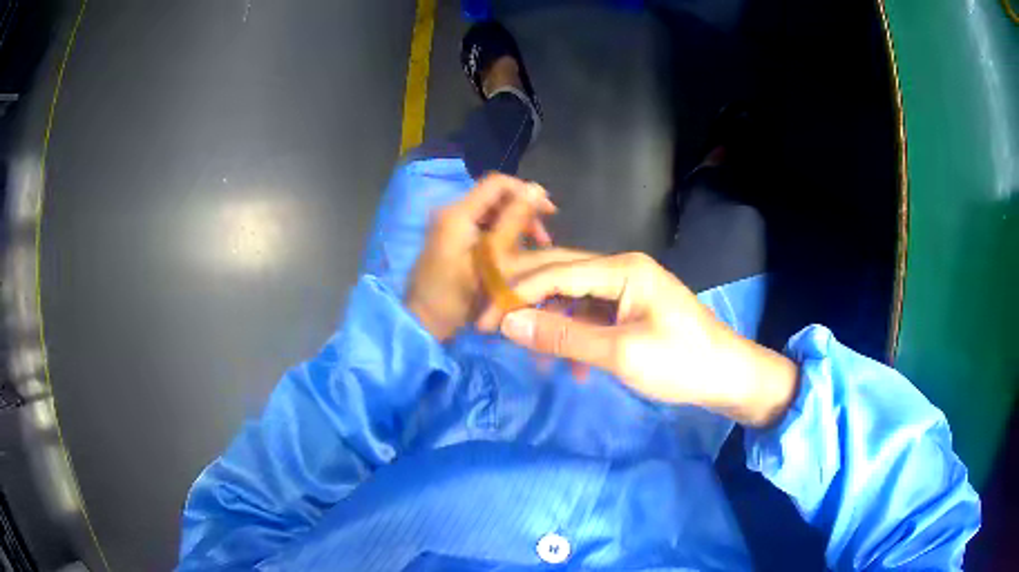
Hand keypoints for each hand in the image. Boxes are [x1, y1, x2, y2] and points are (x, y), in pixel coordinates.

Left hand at [405, 174, 588, 340]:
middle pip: (495, 197)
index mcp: (458, 213)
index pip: (497, 183)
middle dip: (522, 212)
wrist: (422, 321)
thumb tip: (537, 189)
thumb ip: (514, 222)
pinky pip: (481, 226)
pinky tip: (513, 253)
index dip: (526, 191)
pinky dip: (501, 234)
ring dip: (514, 224)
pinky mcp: (450, 239)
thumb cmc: (457, 295)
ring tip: (532, 248)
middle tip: (543, 238)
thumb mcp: (492, 260)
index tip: (549, 213)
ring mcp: (448, 226)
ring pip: (490, 212)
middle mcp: (451, 212)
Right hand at [479, 252, 798, 427]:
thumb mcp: (620, 353)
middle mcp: (622, 268)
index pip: (556, 272)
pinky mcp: (632, 309)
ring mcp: (628, 288)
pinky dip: (575, 336)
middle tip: (490, 323)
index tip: (484, 320)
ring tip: (531, 354)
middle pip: (561, 275)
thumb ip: (563, 337)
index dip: (516, 295)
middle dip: (525, 301)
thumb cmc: (681, 363)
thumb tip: (509, 324)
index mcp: (623, 269)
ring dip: (550, 323)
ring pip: (573, 298)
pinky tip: (572, 367)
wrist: (728, 376)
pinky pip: (592, 316)